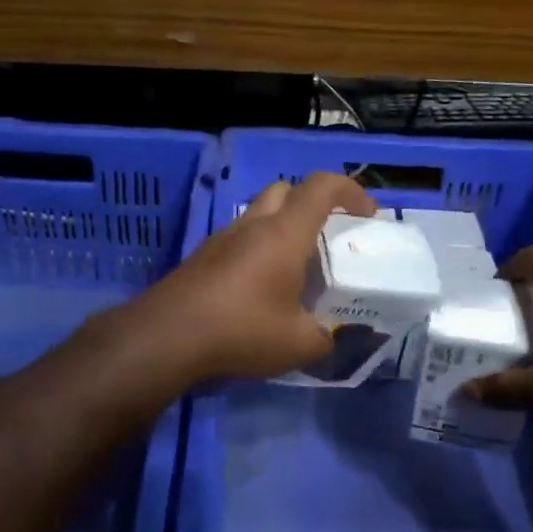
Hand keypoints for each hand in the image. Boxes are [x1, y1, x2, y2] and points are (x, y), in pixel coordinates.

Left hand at [127, 171, 376, 382]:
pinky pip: (238, 240)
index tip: (366, 213)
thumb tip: (331, 339)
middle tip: (326, 238)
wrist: (166, 337)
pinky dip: (257, 251)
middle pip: (285, 191)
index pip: (321, 187)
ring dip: (281, 229)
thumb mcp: (297, 344)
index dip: (350, 191)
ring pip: (258, 215)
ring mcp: (221, 239)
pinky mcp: (201, 258)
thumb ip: (325, 339)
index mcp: (284, 234)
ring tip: (295, 269)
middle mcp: (252, 225)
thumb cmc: (241, 330)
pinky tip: (260, 290)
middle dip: (311, 204)